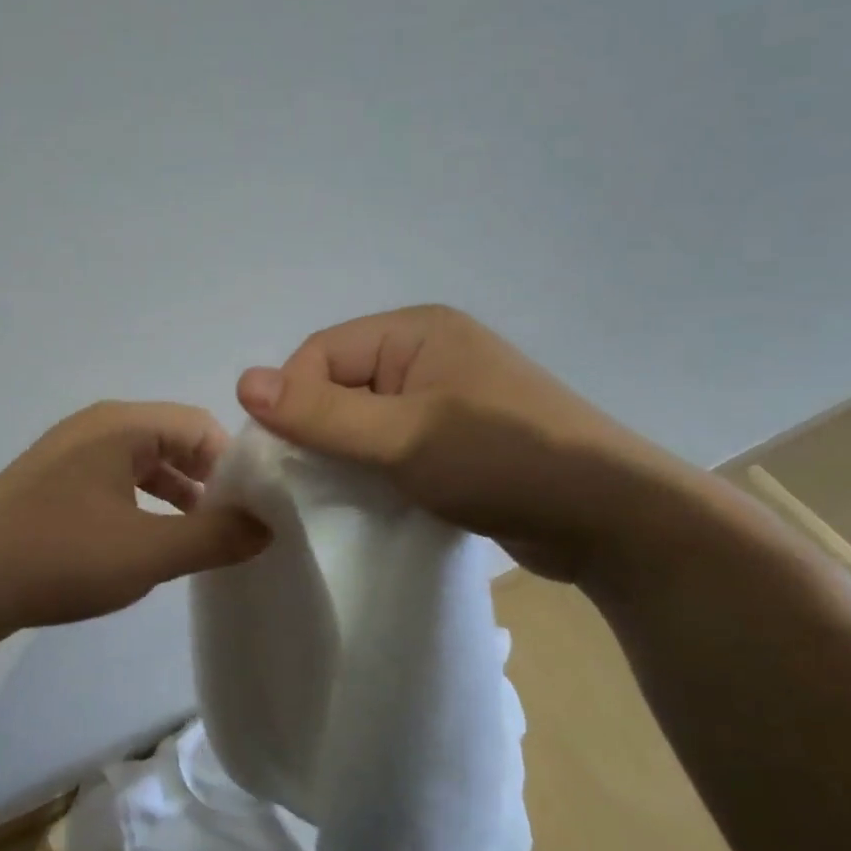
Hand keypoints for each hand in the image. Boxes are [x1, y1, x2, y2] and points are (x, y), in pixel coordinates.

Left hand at [0, 401, 270, 645]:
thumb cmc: (59, 555)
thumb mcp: (148, 550)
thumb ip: (215, 537)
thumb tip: (268, 525)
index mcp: (121, 425)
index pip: (200, 426)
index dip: (234, 465)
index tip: (255, 510)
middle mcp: (95, 429)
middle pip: (172, 443)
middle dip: (207, 483)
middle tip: (232, 529)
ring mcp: (67, 457)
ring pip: (142, 467)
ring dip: (175, 499)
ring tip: (197, 542)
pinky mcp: (50, 488)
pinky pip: (113, 486)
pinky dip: (141, 509)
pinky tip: (146, 547)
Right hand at [235, 305, 691, 580]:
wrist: (608, 519)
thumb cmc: (502, 461)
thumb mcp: (402, 437)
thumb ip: (322, 413)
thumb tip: (242, 381)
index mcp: (415, 331)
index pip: (320, 353)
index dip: (294, 401)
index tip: (291, 458)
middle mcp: (426, 353)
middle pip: (338, 384)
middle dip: (318, 430)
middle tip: (311, 482)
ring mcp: (443, 396)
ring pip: (362, 418)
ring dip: (344, 454)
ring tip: (341, 493)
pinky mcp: (453, 437)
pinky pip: (389, 443)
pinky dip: (372, 468)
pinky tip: (371, 498)